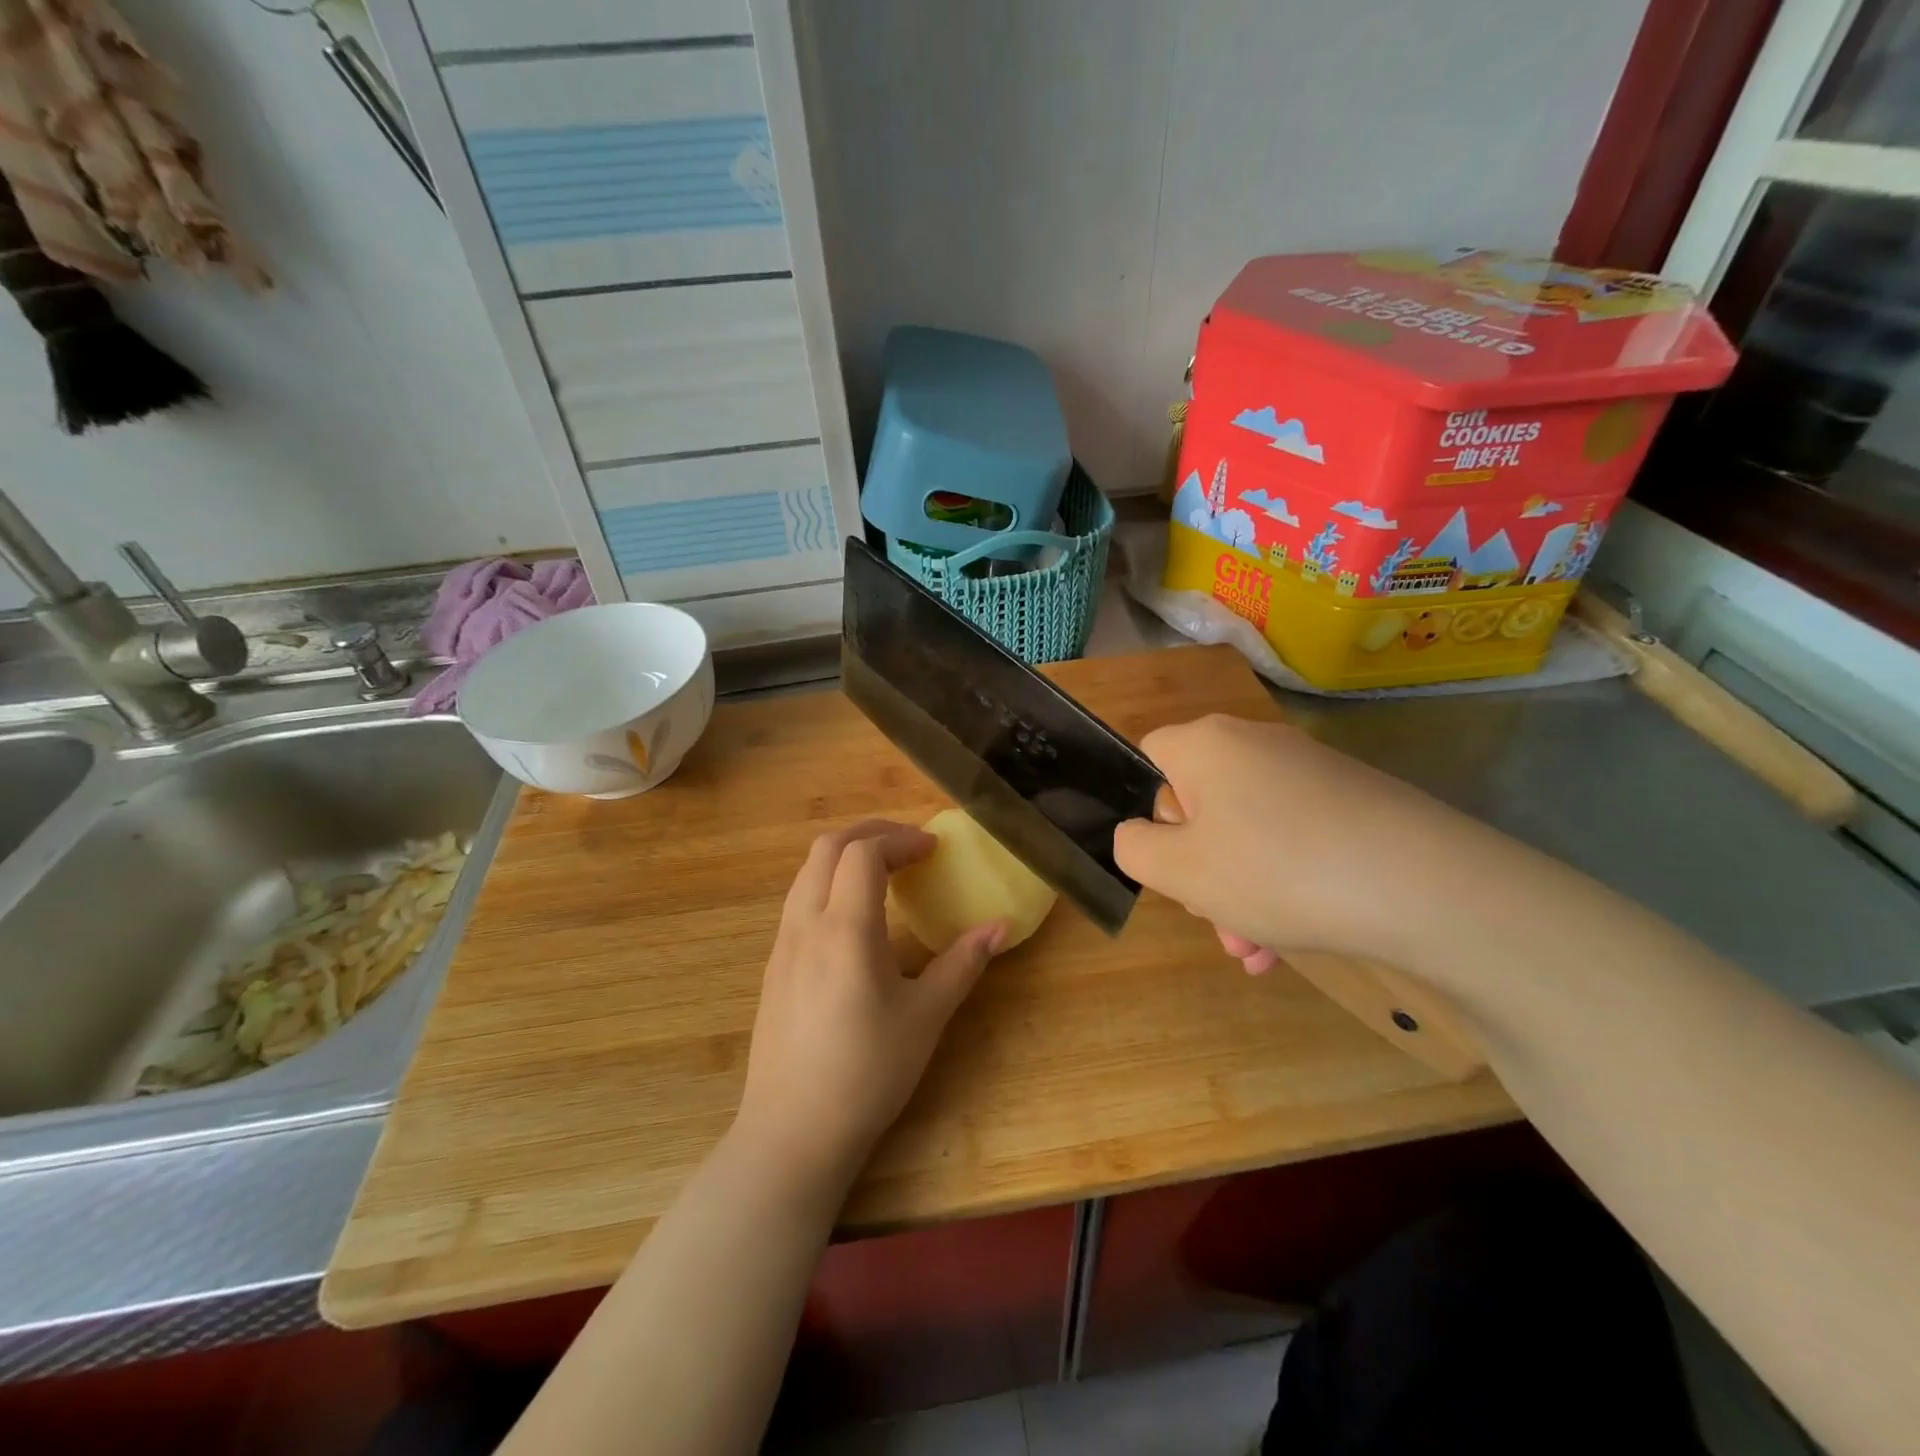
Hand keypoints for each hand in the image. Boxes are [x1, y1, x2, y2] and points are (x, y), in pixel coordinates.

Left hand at [734, 821, 1005, 1186]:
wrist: (792, 1132)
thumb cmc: (867, 1073)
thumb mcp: (926, 1017)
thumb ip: (962, 963)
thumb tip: (999, 926)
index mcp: (845, 929)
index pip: (865, 852)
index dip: (901, 839)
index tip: (933, 850)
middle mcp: (806, 924)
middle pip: (828, 847)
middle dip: (870, 832)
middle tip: (909, 845)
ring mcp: (782, 944)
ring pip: (807, 871)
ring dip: (846, 855)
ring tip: (884, 872)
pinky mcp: (774, 965)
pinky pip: (799, 900)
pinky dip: (829, 882)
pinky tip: (855, 917)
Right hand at [1114, 715, 1496, 973]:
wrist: (1430, 886)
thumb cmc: (1278, 870)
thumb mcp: (1181, 871)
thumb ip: (1134, 848)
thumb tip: (1138, 834)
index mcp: (1206, 745)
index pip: (1149, 757)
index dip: (1147, 811)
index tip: (1169, 860)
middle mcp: (1255, 744)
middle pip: (1199, 803)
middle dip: (1198, 869)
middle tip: (1214, 921)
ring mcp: (1309, 771)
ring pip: (1246, 832)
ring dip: (1238, 892)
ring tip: (1253, 951)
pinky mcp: (1351, 800)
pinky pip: (1292, 840)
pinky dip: (1282, 885)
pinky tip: (1290, 942)